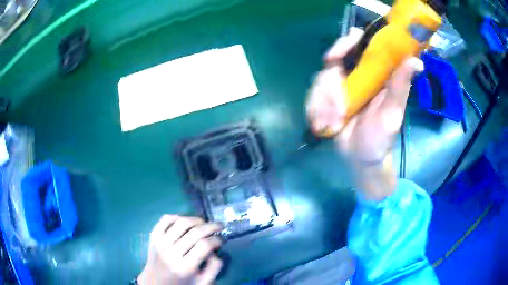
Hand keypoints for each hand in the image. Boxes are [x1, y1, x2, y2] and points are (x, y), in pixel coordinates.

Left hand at [138, 215, 222, 284]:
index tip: (221, 239)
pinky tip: (186, 222)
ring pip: (182, 222)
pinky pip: (166, 218)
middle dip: (211, 226)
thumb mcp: (203, 282)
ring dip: (197, 219)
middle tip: (219, 226)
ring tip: (204, 223)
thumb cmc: (182, 283)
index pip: (204, 245)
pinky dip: (178, 216)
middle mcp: (171, 253)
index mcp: (184, 267)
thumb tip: (215, 249)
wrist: (155, 281)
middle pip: (195, 232)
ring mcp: (160, 242)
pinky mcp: (153, 235)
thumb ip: (214, 267)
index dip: (216, 239)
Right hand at [306, 28, 422, 199]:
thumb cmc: (381, 137)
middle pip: (333, 59)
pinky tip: (324, 125)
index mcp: (374, 73)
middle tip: (335, 103)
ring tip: (335, 123)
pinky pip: (312, 97)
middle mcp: (355, 75)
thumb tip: (417, 61)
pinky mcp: (324, 100)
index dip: (347, 42)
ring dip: (324, 103)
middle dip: (329, 81)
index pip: (359, 45)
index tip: (338, 54)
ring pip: (320, 81)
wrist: (361, 158)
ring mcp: (338, 87)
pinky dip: (315, 111)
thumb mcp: (392, 113)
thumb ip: (400, 86)